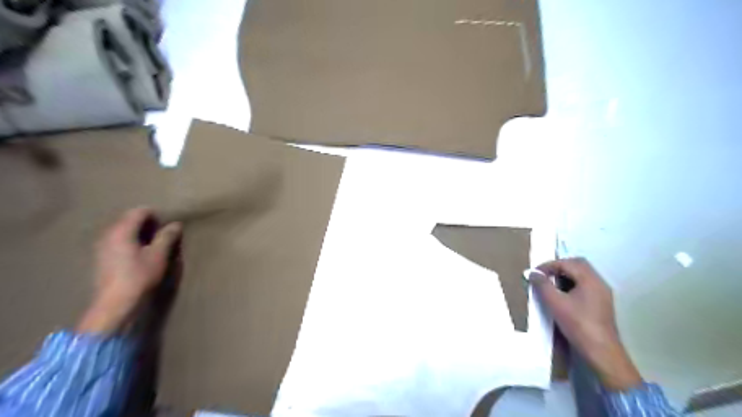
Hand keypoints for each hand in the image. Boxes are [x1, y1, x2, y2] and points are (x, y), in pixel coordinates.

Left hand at [77, 208, 182, 335]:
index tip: (168, 225)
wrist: (115, 304)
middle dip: (147, 224)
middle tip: (164, 234)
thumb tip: (176, 224)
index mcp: (121, 231)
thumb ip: (167, 237)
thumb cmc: (139, 276)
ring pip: (123, 232)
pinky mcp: (102, 259)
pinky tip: (141, 255)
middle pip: (129, 220)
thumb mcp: (158, 255)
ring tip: (155, 244)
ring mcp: (102, 247)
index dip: (155, 215)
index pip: (138, 212)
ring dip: (139, 234)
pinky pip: (119, 242)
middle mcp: (108, 235)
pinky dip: (131, 243)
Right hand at [531, 258, 641, 391]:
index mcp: (590, 279)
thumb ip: (543, 285)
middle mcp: (599, 282)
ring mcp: (602, 293)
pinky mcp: (601, 303)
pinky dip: (572, 283)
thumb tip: (532, 273)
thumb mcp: (555, 303)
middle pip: (578, 264)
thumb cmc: (578, 324)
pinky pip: (585, 284)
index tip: (535, 273)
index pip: (567, 263)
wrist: (602, 352)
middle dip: (558, 267)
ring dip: (565, 275)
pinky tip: (563, 295)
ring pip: (582, 274)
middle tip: (543, 275)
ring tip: (550, 284)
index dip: (548, 265)